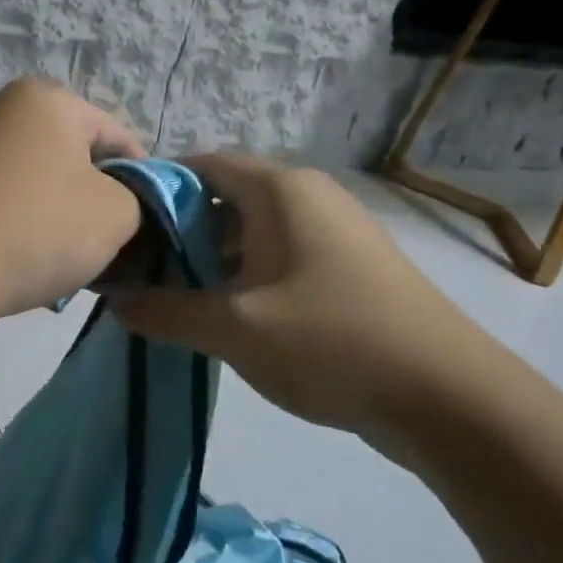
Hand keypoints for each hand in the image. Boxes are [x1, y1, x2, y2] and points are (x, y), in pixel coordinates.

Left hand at [0, 78, 145, 323]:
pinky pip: (12, 202)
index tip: (151, 223)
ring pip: (46, 184)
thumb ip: (138, 200)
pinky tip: (37, 264)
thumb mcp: (116, 213)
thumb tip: (123, 205)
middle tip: (115, 245)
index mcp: (49, 100)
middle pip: (79, 158)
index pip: (118, 136)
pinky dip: (31, 228)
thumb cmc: (39, 228)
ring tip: (76, 262)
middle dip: (101, 201)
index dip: (143, 180)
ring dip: (66, 220)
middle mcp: (7, 111)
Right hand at [111, 153, 493, 443]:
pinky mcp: (349, 268)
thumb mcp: (235, 328)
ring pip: (254, 231)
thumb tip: (115, 300)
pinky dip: (247, 277)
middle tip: (140, 271)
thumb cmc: (331, 342)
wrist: (447, 396)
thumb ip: (166, 311)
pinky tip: (227, 317)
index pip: (201, 165)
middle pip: (226, 197)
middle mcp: (309, 197)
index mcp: (281, 190)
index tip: (121, 226)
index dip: (157, 190)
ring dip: (213, 259)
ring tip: (174, 298)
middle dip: (180, 232)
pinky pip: (282, 257)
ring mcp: (334, 232)